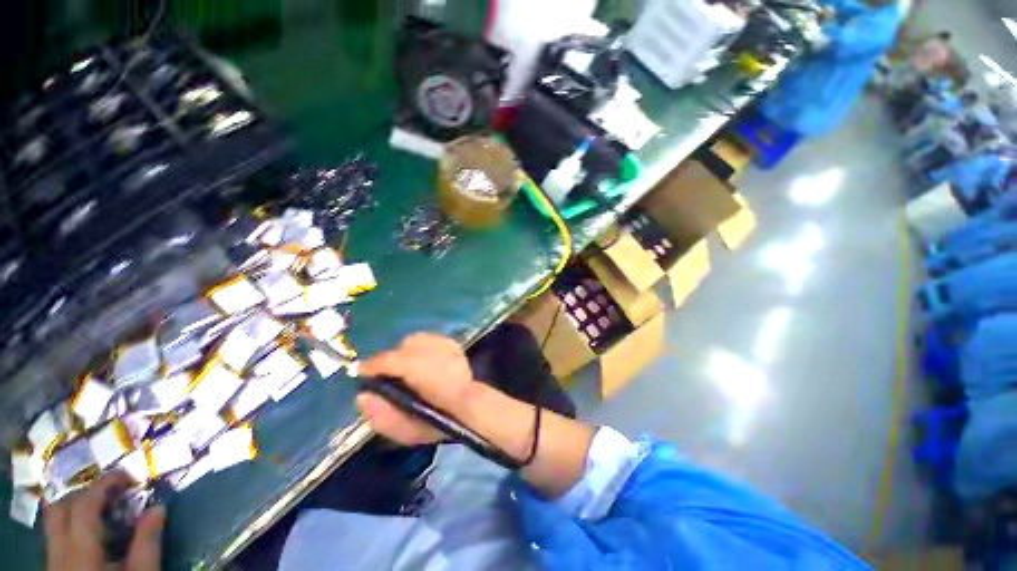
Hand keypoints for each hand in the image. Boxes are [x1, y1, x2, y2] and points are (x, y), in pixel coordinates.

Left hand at [45, 472, 165, 570]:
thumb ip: (148, 542)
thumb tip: (158, 507)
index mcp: (80, 552)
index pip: (84, 504)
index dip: (104, 484)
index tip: (128, 476)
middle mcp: (58, 551)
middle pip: (61, 507)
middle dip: (87, 493)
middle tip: (115, 491)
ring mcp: (52, 560)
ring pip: (55, 520)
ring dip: (79, 507)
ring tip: (106, 509)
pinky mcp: (55, 567)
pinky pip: (57, 534)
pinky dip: (75, 523)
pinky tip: (95, 533)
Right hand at [357, 333, 479, 445]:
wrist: (470, 412)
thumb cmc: (437, 423)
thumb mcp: (406, 431)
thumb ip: (380, 415)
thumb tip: (362, 396)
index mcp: (416, 372)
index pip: (387, 360)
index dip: (371, 367)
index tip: (363, 373)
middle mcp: (432, 352)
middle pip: (403, 345)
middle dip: (394, 358)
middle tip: (391, 374)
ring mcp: (446, 346)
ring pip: (417, 340)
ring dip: (410, 352)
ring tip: (410, 368)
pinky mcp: (454, 344)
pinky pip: (431, 340)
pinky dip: (425, 348)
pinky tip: (427, 362)